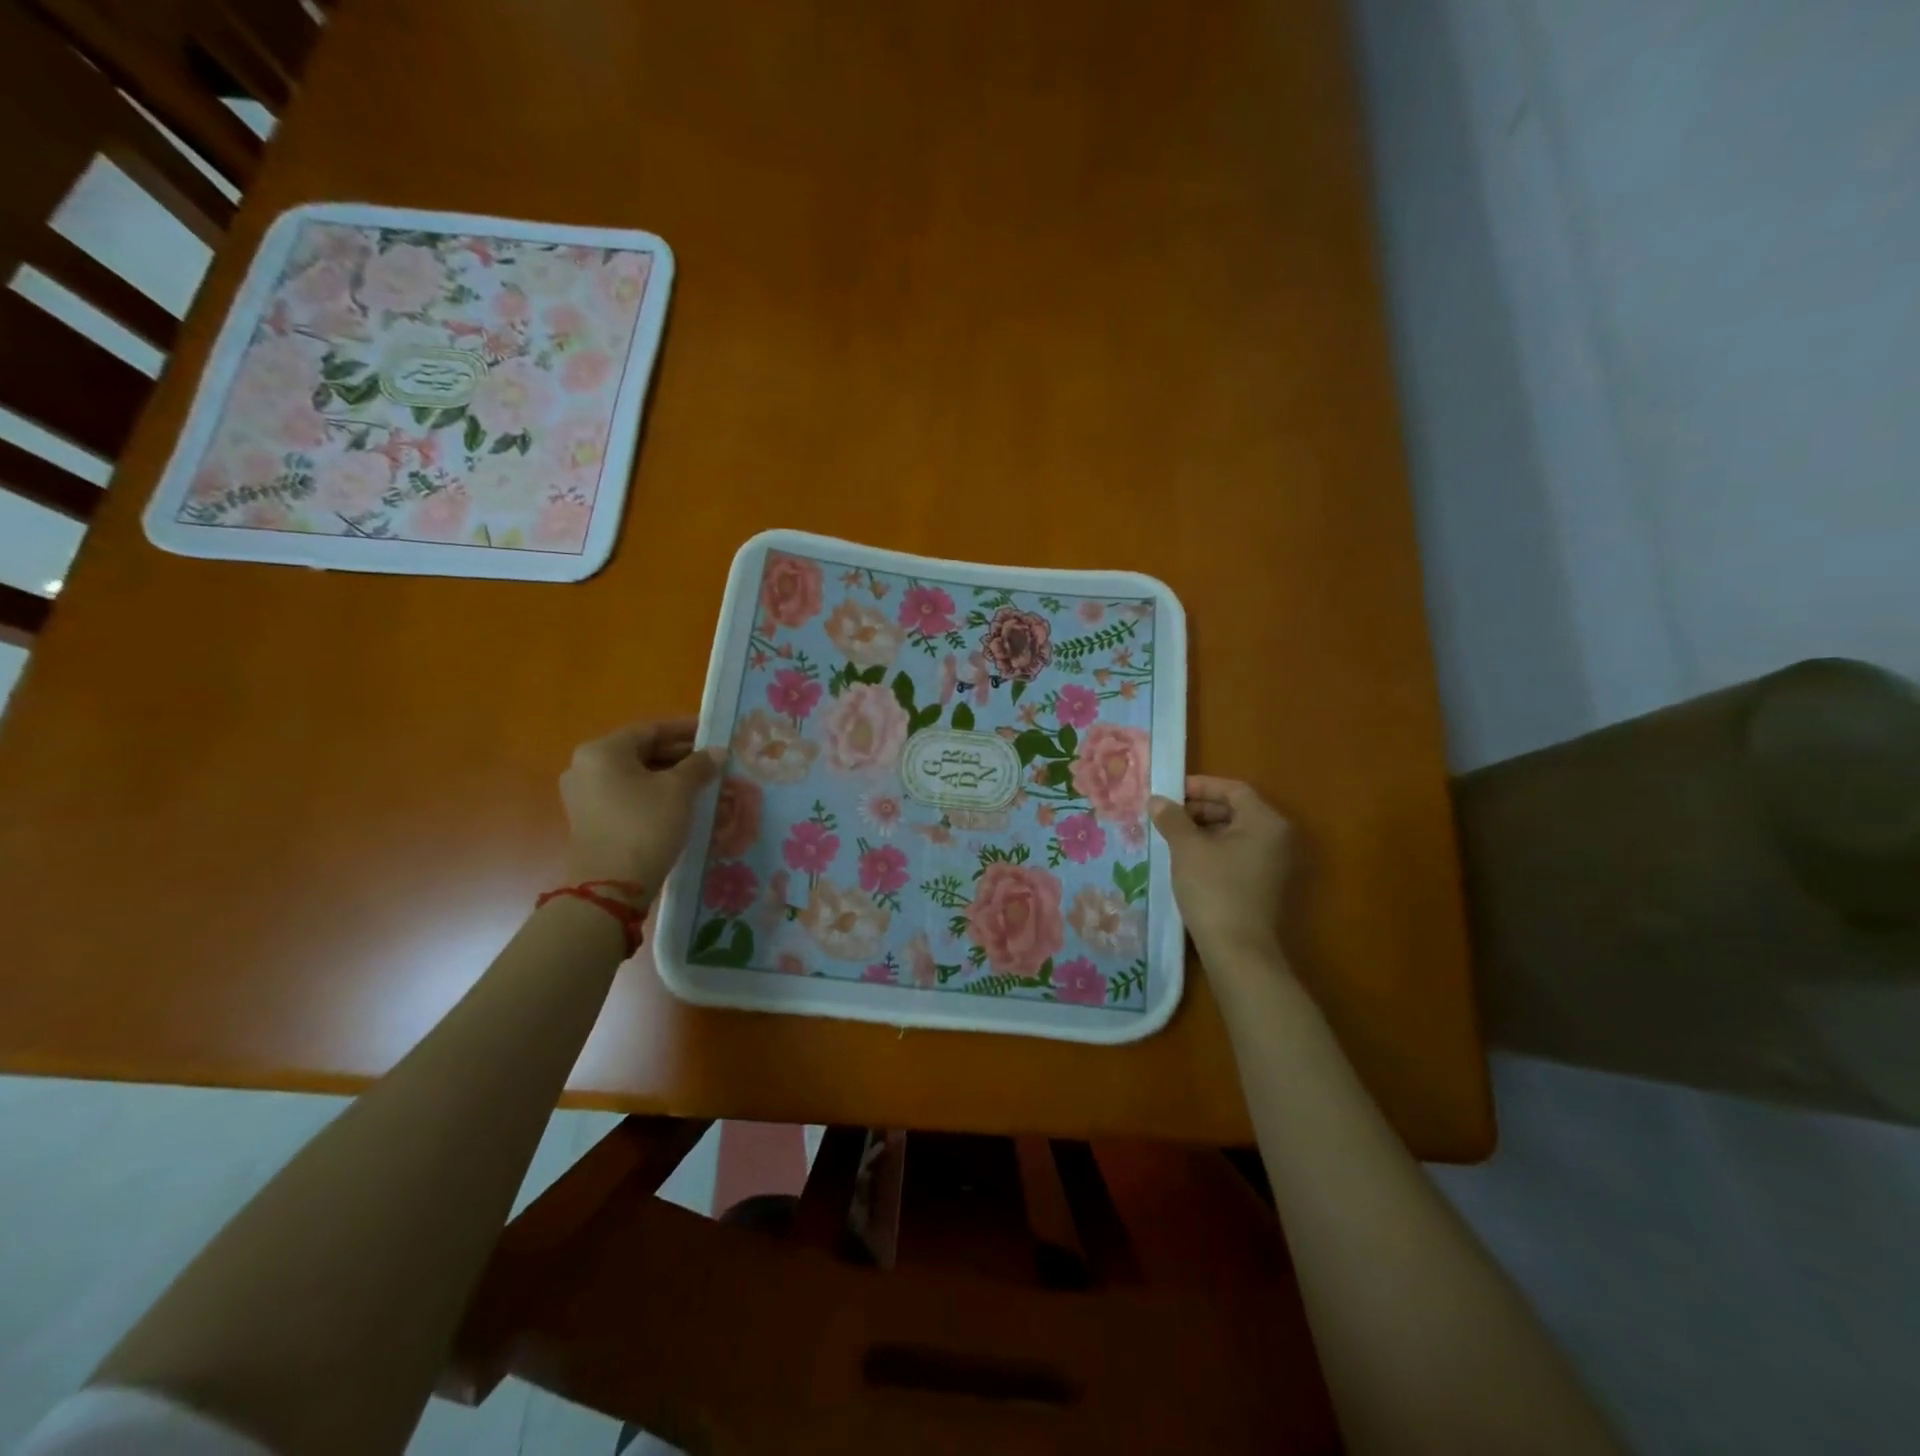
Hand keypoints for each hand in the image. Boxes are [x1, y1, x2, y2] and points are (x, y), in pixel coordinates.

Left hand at [561, 718, 724, 889]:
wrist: (612, 884)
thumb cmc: (645, 825)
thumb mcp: (679, 791)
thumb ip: (699, 765)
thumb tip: (718, 751)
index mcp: (602, 751)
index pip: (650, 730)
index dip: (685, 730)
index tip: (712, 733)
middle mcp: (586, 767)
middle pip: (640, 751)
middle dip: (679, 755)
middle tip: (712, 759)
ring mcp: (584, 794)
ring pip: (635, 774)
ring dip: (669, 775)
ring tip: (703, 781)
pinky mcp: (590, 818)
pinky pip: (627, 794)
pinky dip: (654, 792)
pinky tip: (682, 801)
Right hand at [1149, 775, 1292, 964]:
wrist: (1237, 950)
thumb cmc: (1214, 889)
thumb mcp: (1187, 848)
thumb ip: (1172, 818)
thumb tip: (1157, 800)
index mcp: (1265, 821)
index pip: (1233, 789)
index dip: (1200, 786)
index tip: (1169, 792)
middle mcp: (1276, 838)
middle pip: (1236, 810)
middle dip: (1199, 809)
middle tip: (1166, 815)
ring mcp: (1273, 863)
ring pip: (1234, 833)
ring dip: (1203, 830)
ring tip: (1171, 837)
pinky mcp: (1263, 885)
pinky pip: (1236, 854)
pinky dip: (1212, 850)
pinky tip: (1186, 860)